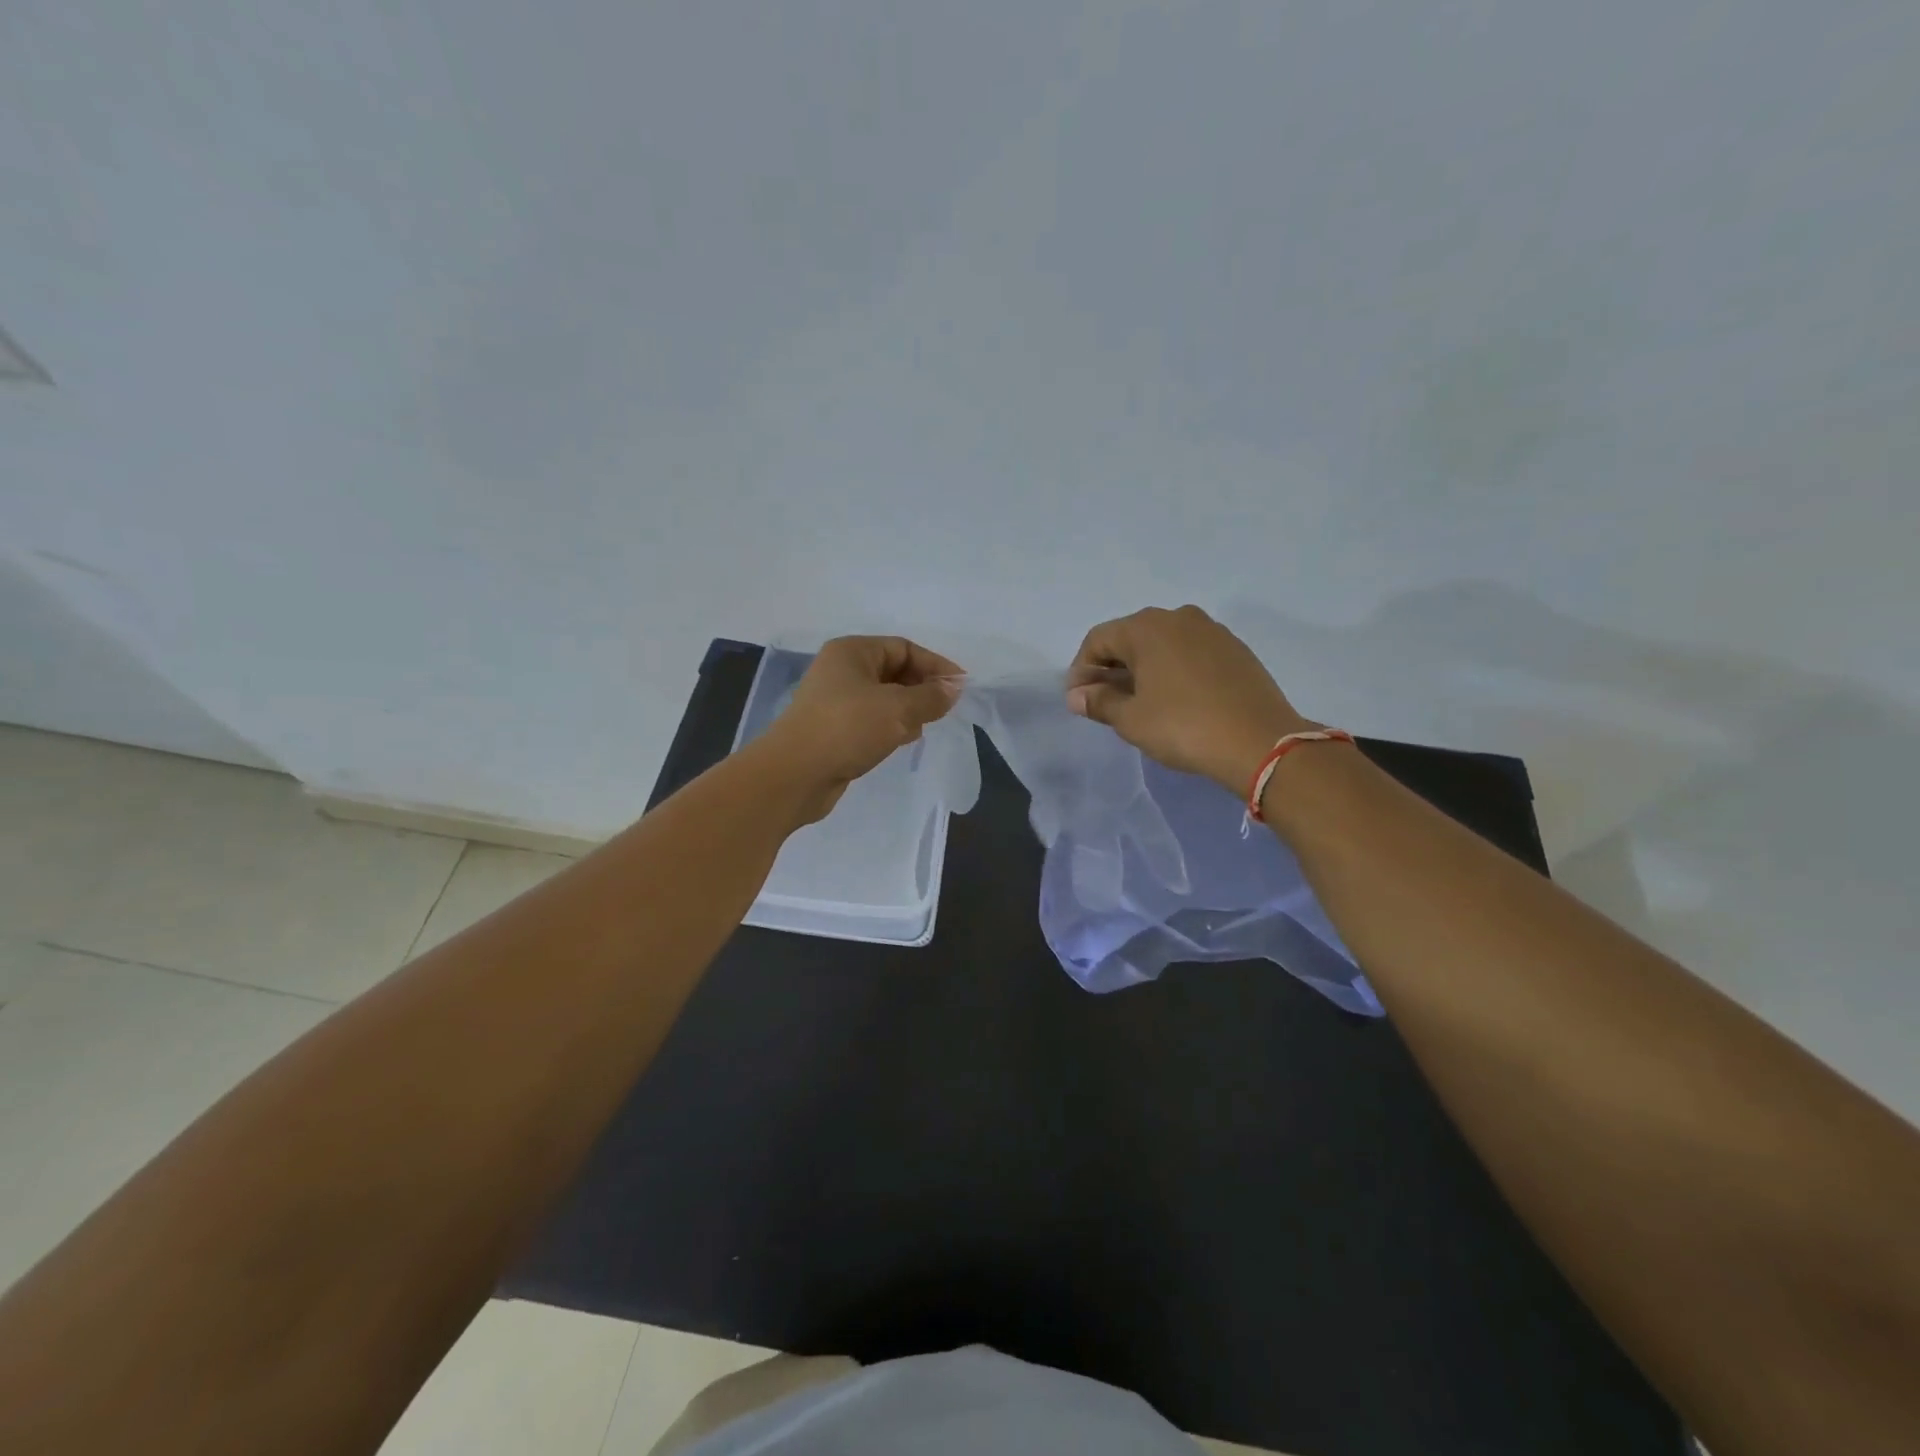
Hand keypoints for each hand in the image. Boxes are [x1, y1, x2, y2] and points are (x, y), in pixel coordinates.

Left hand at [763, 636, 963, 821]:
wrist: (794, 774)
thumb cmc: (847, 728)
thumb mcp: (898, 709)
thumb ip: (930, 697)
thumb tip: (954, 688)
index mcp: (852, 652)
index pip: (904, 648)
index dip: (935, 665)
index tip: (961, 686)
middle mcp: (841, 670)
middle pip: (893, 671)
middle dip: (922, 687)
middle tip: (946, 708)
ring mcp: (835, 701)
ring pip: (883, 697)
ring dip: (908, 708)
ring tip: (929, 724)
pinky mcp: (834, 729)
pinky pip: (871, 720)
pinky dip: (891, 725)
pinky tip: (905, 740)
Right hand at [1067, 605, 1311, 793]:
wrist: (1260, 742)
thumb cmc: (1183, 727)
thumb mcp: (1131, 719)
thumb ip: (1099, 702)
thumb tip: (1077, 696)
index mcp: (1147, 627)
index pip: (1098, 639)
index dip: (1081, 669)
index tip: (1079, 700)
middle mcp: (1178, 617)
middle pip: (1131, 638)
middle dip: (1112, 668)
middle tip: (1105, 702)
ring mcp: (1211, 631)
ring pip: (1163, 644)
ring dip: (1143, 669)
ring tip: (1140, 702)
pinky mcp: (1235, 649)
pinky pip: (1190, 653)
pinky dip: (1173, 670)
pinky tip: (1175, 699)